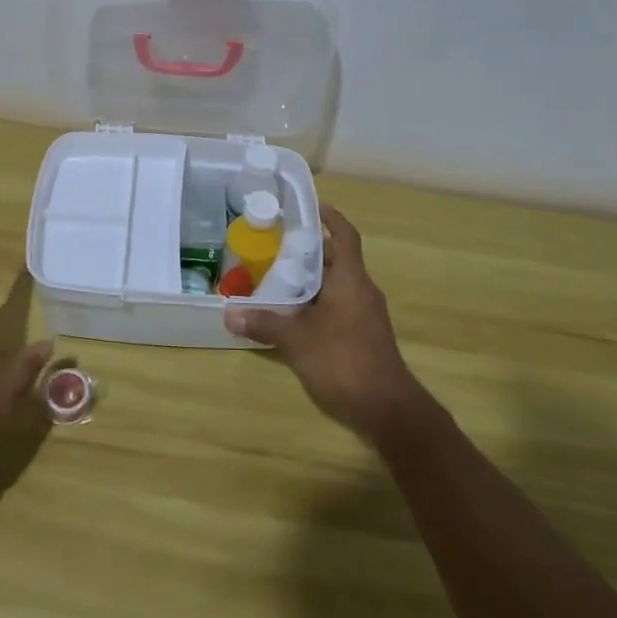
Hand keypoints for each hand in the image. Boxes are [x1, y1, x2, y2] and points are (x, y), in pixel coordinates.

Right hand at [224, 207, 424, 445]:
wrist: (387, 410)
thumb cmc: (344, 360)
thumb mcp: (297, 340)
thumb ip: (265, 324)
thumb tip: (229, 314)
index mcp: (351, 279)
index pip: (345, 235)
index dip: (330, 218)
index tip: (310, 207)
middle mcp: (362, 291)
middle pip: (337, 260)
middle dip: (310, 251)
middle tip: (277, 247)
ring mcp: (366, 316)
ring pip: (337, 285)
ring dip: (312, 280)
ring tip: (278, 278)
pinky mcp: (364, 337)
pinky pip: (339, 307)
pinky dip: (318, 304)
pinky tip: (294, 317)